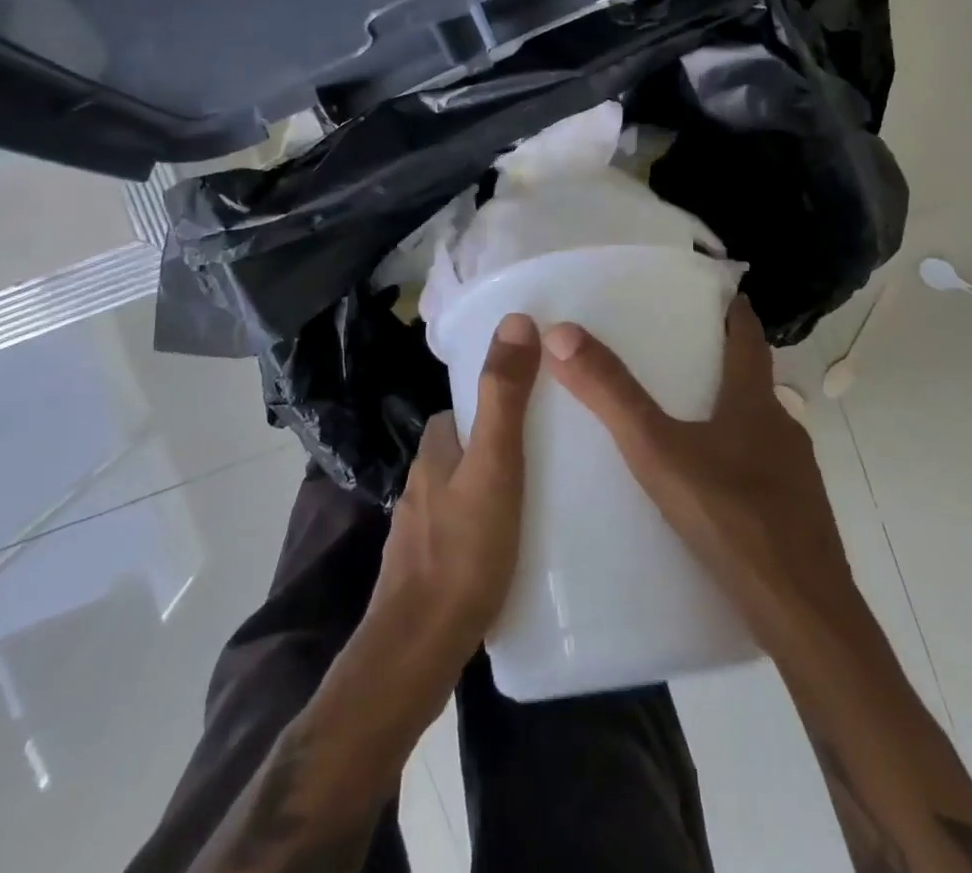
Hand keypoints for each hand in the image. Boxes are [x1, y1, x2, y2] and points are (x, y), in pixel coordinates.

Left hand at [363, 312, 540, 682]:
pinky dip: (490, 526)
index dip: (496, 399)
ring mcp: (422, 529)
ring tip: (545, 498)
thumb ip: (504, 396)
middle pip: (466, 448)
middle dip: (501, 444)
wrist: (419, 652)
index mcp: (433, 451)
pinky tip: (519, 546)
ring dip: (497, 486)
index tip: (539, 404)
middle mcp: (422, 484)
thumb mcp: (494, 464)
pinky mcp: (431, 568)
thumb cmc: (463, 551)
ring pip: (466, 490)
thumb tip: (516, 319)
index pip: (463, 407)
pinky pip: (467, 529)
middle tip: (552, 452)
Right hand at [541, 297, 859, 650]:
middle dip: (716, 360)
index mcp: (756, 402)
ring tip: (676, 418)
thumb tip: (562, 333)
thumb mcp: (658, 452)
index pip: (747, 335)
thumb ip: (611, 395)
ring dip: (723, 412)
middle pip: (751, 379)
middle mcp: (782, 428)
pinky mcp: (795, 516)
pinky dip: (731, 458)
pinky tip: (701, 486)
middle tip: (669, 351)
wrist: (805, 619)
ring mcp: (794, 475)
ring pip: (755, 426)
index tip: (709, 290)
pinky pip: (758, 469)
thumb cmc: (732, 520)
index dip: (731, 308)